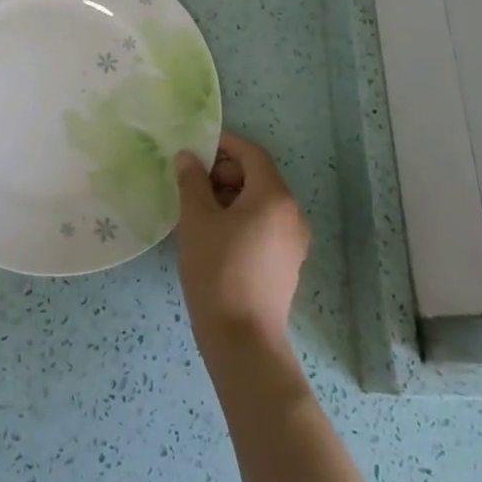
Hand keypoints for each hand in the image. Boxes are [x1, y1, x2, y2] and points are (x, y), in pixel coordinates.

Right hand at [174, 131, 310, 352]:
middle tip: (191, 180)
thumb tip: (188, 158)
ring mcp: (293, 242)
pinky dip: (241, 217)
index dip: (224, 144)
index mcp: (274, 197)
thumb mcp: (196, 219)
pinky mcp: (287, 264)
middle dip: (224, 172)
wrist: (242, 338)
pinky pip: (264, 225)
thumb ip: (192, 181)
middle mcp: (292, 214)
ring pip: (261, 202)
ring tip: (197, 208)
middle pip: (258, 177)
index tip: (196, 145)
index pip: (252, 154)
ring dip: (231, 195)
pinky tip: (214, 234)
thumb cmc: (217, 268)